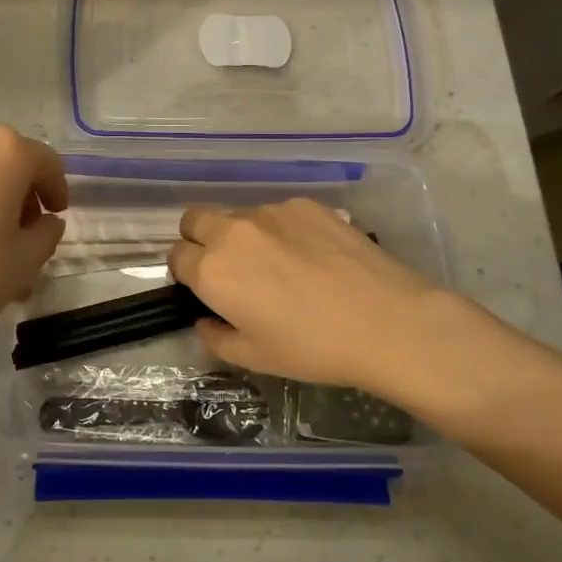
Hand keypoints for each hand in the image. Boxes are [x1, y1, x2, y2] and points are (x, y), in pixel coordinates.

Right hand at [167, 199, 468, 397]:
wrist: (386, 321)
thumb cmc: (313, 348)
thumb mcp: (255, 358)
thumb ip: (216, 337)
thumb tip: (205, 321)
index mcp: (213, 270)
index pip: (175, 256)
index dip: (186, 273)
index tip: (205, 289)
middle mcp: (234, 231)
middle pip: (194, 219)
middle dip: (199, 240)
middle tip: (228, 269)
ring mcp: (272, 212)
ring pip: (238, 214)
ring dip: (241, 234)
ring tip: (279, 265)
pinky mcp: (306, 204)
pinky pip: (276, 213)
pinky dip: (280, 230)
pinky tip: (311, 256)